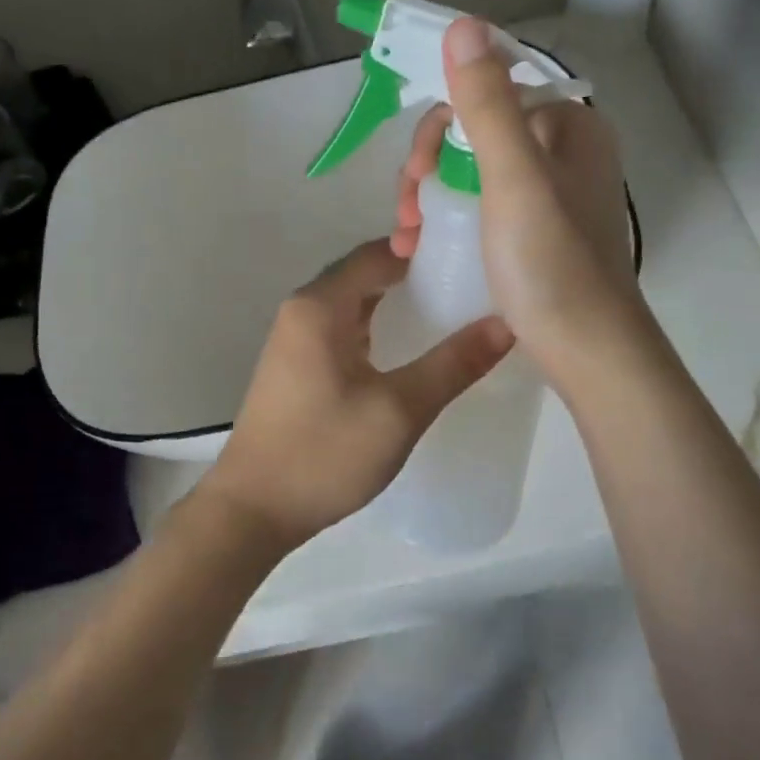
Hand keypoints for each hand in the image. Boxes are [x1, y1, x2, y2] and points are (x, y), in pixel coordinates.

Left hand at [195, 239, 513, 552]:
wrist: (253, 510)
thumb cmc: (324, 453)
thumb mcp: (399, 410)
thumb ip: (453, 365)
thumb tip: (506, 324)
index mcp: (319, 306)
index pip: (377, 253)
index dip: (423, 249)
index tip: (472, 257)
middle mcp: (302, 311)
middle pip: (364, 274)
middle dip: (414, 274)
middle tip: (470, 285)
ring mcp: (295, 341)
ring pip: (353, 304)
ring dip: (395, 303)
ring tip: (450, 312)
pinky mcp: (297, 369)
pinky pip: (343, 331)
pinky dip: (377, 329)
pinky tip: (408, 350)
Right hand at [391, 19, 644, 389]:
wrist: (588, 350)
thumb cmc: (551, 263)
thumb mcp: (514, 178)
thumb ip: (488, 104)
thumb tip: (464, 26)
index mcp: (569, 126)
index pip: (491, 91)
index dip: (441, 121)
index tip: (415, 170)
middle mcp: (566, 151)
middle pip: (479, 131)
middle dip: (431, 163)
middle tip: (406, 210)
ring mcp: (555, 194)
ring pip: (477, 169)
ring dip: (433, 192)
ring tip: (407, 235)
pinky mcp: (542, 232)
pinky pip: (486, 203)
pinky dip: (453, 216)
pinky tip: (426, 244)